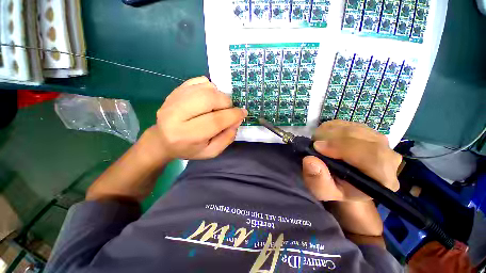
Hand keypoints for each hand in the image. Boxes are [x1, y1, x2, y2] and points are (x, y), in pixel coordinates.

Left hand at [153, 76, 246, 159]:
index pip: (215, 120)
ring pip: (206, 88)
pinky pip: (199, 81)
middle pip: (210, 99)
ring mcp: (174, 99)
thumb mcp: (211, 152)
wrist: (163, 140)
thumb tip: (237, 120)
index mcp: (186, 135)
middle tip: (229, 110)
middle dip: (227, 103)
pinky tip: (209, 98)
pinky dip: (210, 88)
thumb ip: (227, 138)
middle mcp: (176, 114)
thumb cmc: (189, 149)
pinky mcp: (175, 90)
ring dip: (220, 95)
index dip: (233, 115)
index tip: (243, 113)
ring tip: (219, 105)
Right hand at [302, 120, 400, 201]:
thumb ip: (317, 180)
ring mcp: (380, 142)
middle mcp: (388, 158)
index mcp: (383, 179)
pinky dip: (333, 127)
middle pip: (364, 138)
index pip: (373, 156)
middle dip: (333, 137)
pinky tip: (326, 137)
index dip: (343, 147)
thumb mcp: (322, 191)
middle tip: (314, 143)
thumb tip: (310, 160)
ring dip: (331, 132)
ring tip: (318, 142)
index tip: (317, 147)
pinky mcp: (368, 132)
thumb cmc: (335, 189)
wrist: (344, 181)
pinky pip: (350, 123)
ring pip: (355, 128)